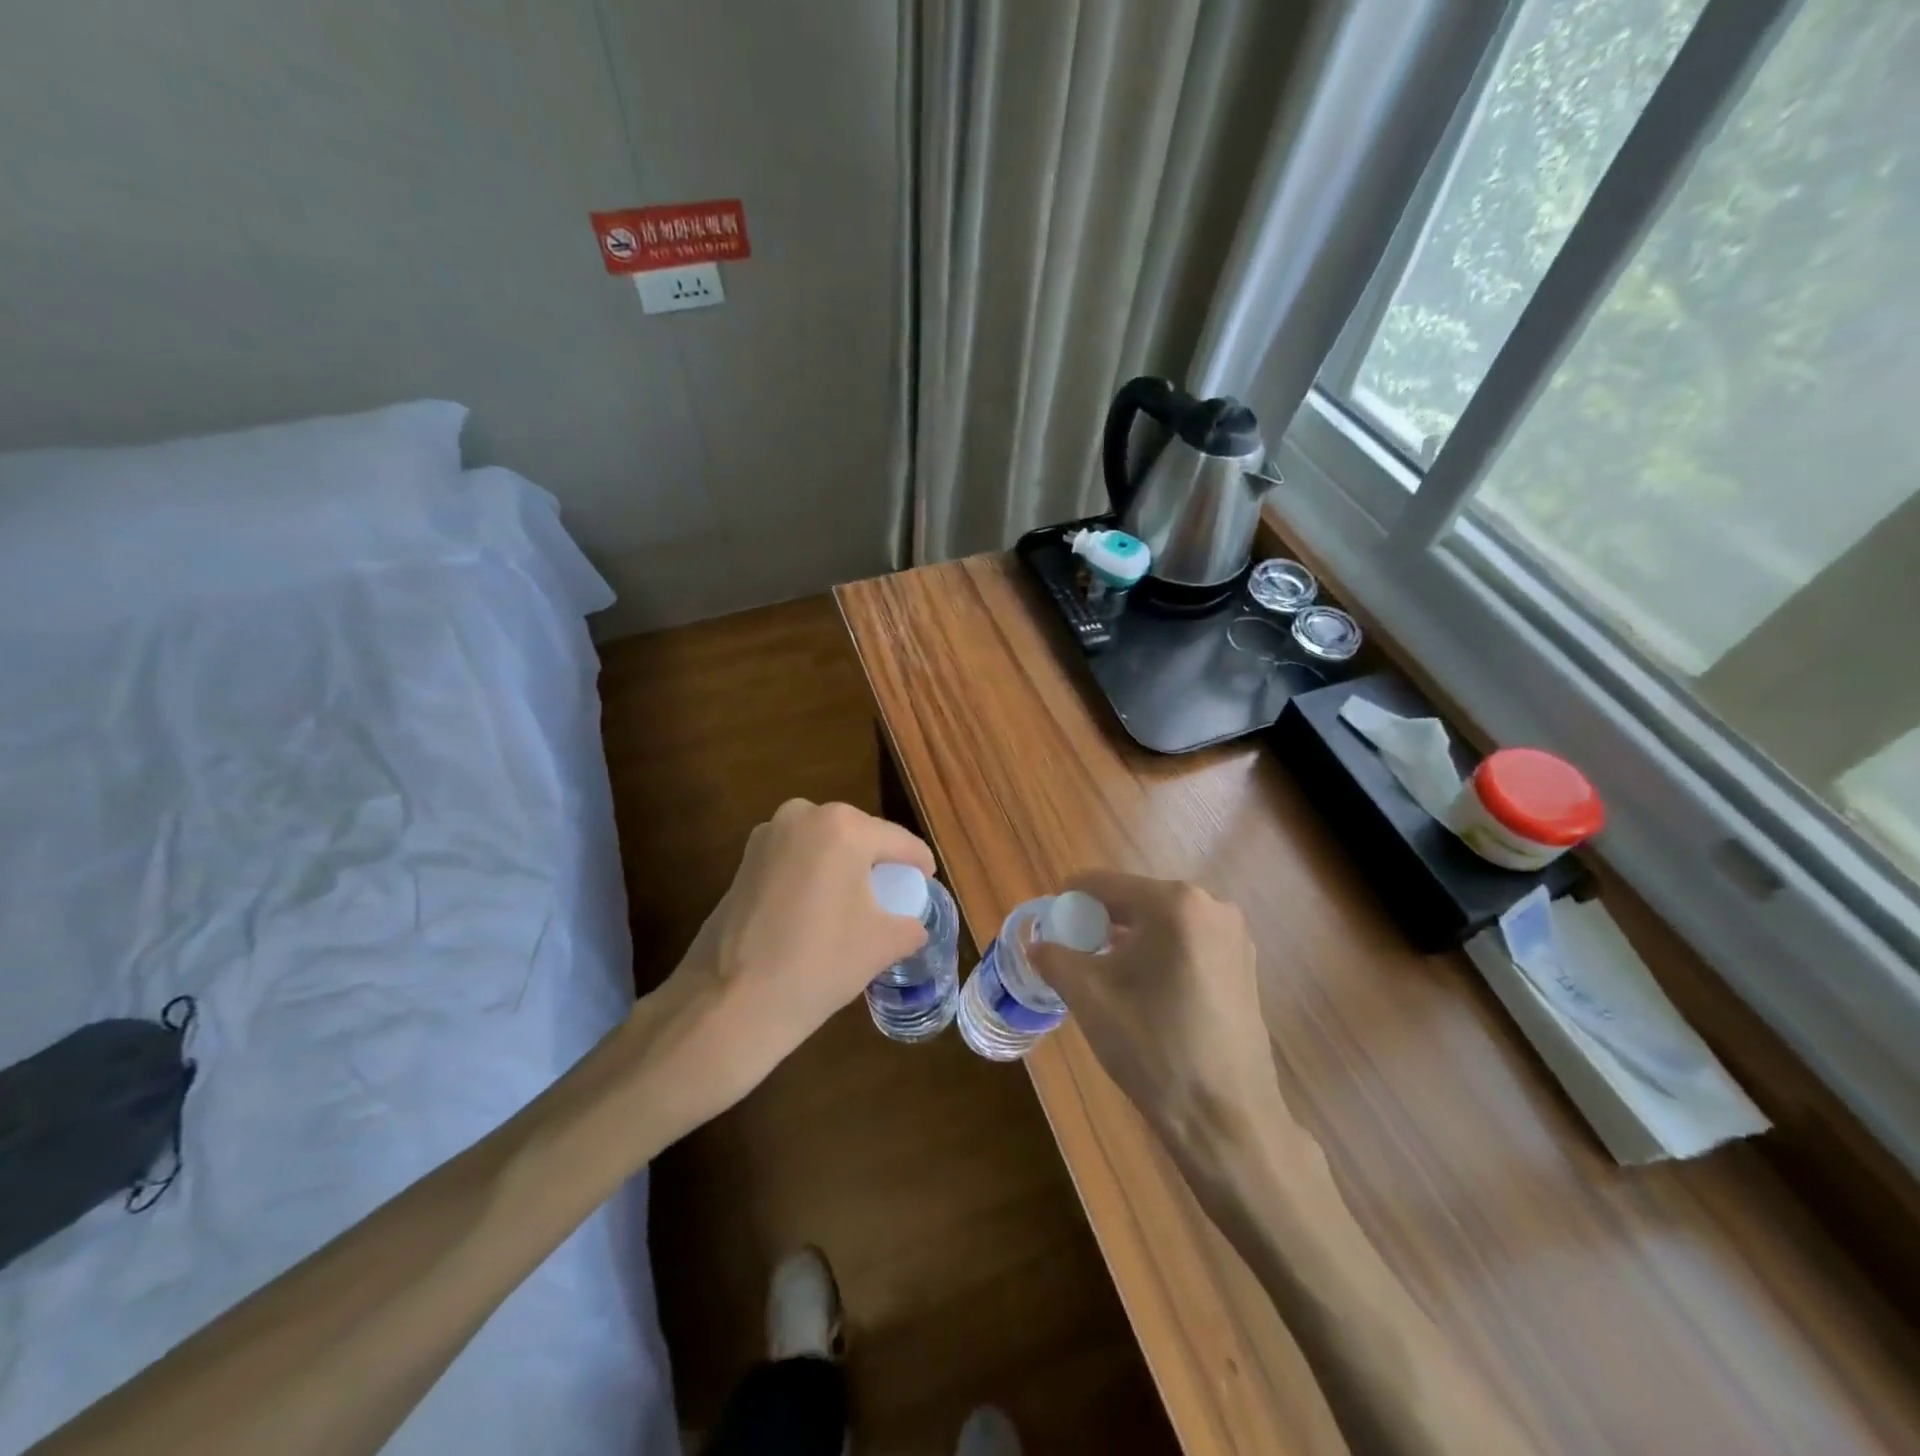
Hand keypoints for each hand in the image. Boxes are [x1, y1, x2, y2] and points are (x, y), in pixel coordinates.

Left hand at [657, 800, 935, 1120]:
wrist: (730, 1003)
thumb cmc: (817, 965)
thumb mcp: (881, 945)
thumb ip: (910, 926)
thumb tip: (913, 925)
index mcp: (844, 827)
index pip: (899, 842)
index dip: (920, 864)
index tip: (929, 882)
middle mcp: (804, 815)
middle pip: (860, 835)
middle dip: (878, 862)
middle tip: (894, 895)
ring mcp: (767, 835)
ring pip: (824, 845)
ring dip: (842, 866)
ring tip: (855, 902)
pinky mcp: (744, 860)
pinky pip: (795, 858)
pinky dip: (812, 875)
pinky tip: (816, 909)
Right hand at [1029, 871, 1303, 1183]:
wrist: (1228, 1119)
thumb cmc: (1155, 1050)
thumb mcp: (1090, 999)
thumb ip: (1055, 959)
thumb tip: (1036, 945)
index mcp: (1175, 904)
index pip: (1104, 884)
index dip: (1069, 901)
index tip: (1049, 926)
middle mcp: (1211, 906)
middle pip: (1135, 899)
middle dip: (1099, 922)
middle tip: (1073, 955)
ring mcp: (1234, 935)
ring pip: (1161, 922)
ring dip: (1128, 939)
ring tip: (1104, 975)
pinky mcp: (1244, 964)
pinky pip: (1187, 942)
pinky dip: (1158, 953)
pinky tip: (1143, 990)